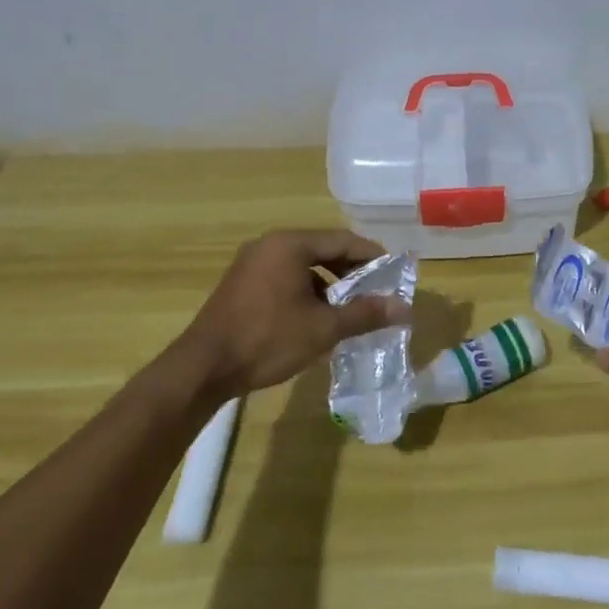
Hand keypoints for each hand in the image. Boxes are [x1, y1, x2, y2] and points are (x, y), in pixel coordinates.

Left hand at [172, 230, 408, 398]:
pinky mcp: (242, 285)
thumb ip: (365, 314)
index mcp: (290, 245)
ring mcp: (252, 264)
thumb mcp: (323, 328)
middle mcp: (270, 246)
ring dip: (330, 284)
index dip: (372, 257)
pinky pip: (285, 278)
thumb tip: (405, 308)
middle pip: (323, 250)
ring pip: (303, 266)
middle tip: (376, 293)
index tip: (394, 275)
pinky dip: (307, 291)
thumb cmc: (267, 340)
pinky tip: (317, 318)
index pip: (343, 240)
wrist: (203, 368)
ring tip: (350, 309)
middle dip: (352, 272)